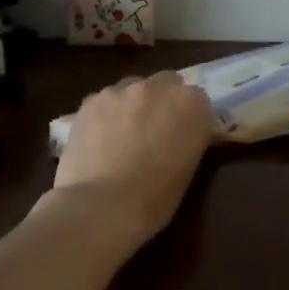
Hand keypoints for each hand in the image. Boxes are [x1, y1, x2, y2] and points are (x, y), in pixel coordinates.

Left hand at [50, 72, 217, 250]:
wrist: (103, 206)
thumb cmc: (155, 197)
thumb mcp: (188, 167)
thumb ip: (188, 138)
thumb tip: (179, 135)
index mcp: (191, 104)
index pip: (198, 99)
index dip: (190, 117)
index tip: (185, 135)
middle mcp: (158, 87)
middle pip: (166, 83)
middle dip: (163, 101)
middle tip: (155, 130)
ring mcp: (121, 90)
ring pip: (132, 88)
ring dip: (133, 105)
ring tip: (123, 135)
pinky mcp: (90, 100)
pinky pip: (104, 101)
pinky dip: (106, 114)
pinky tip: (99, 139)